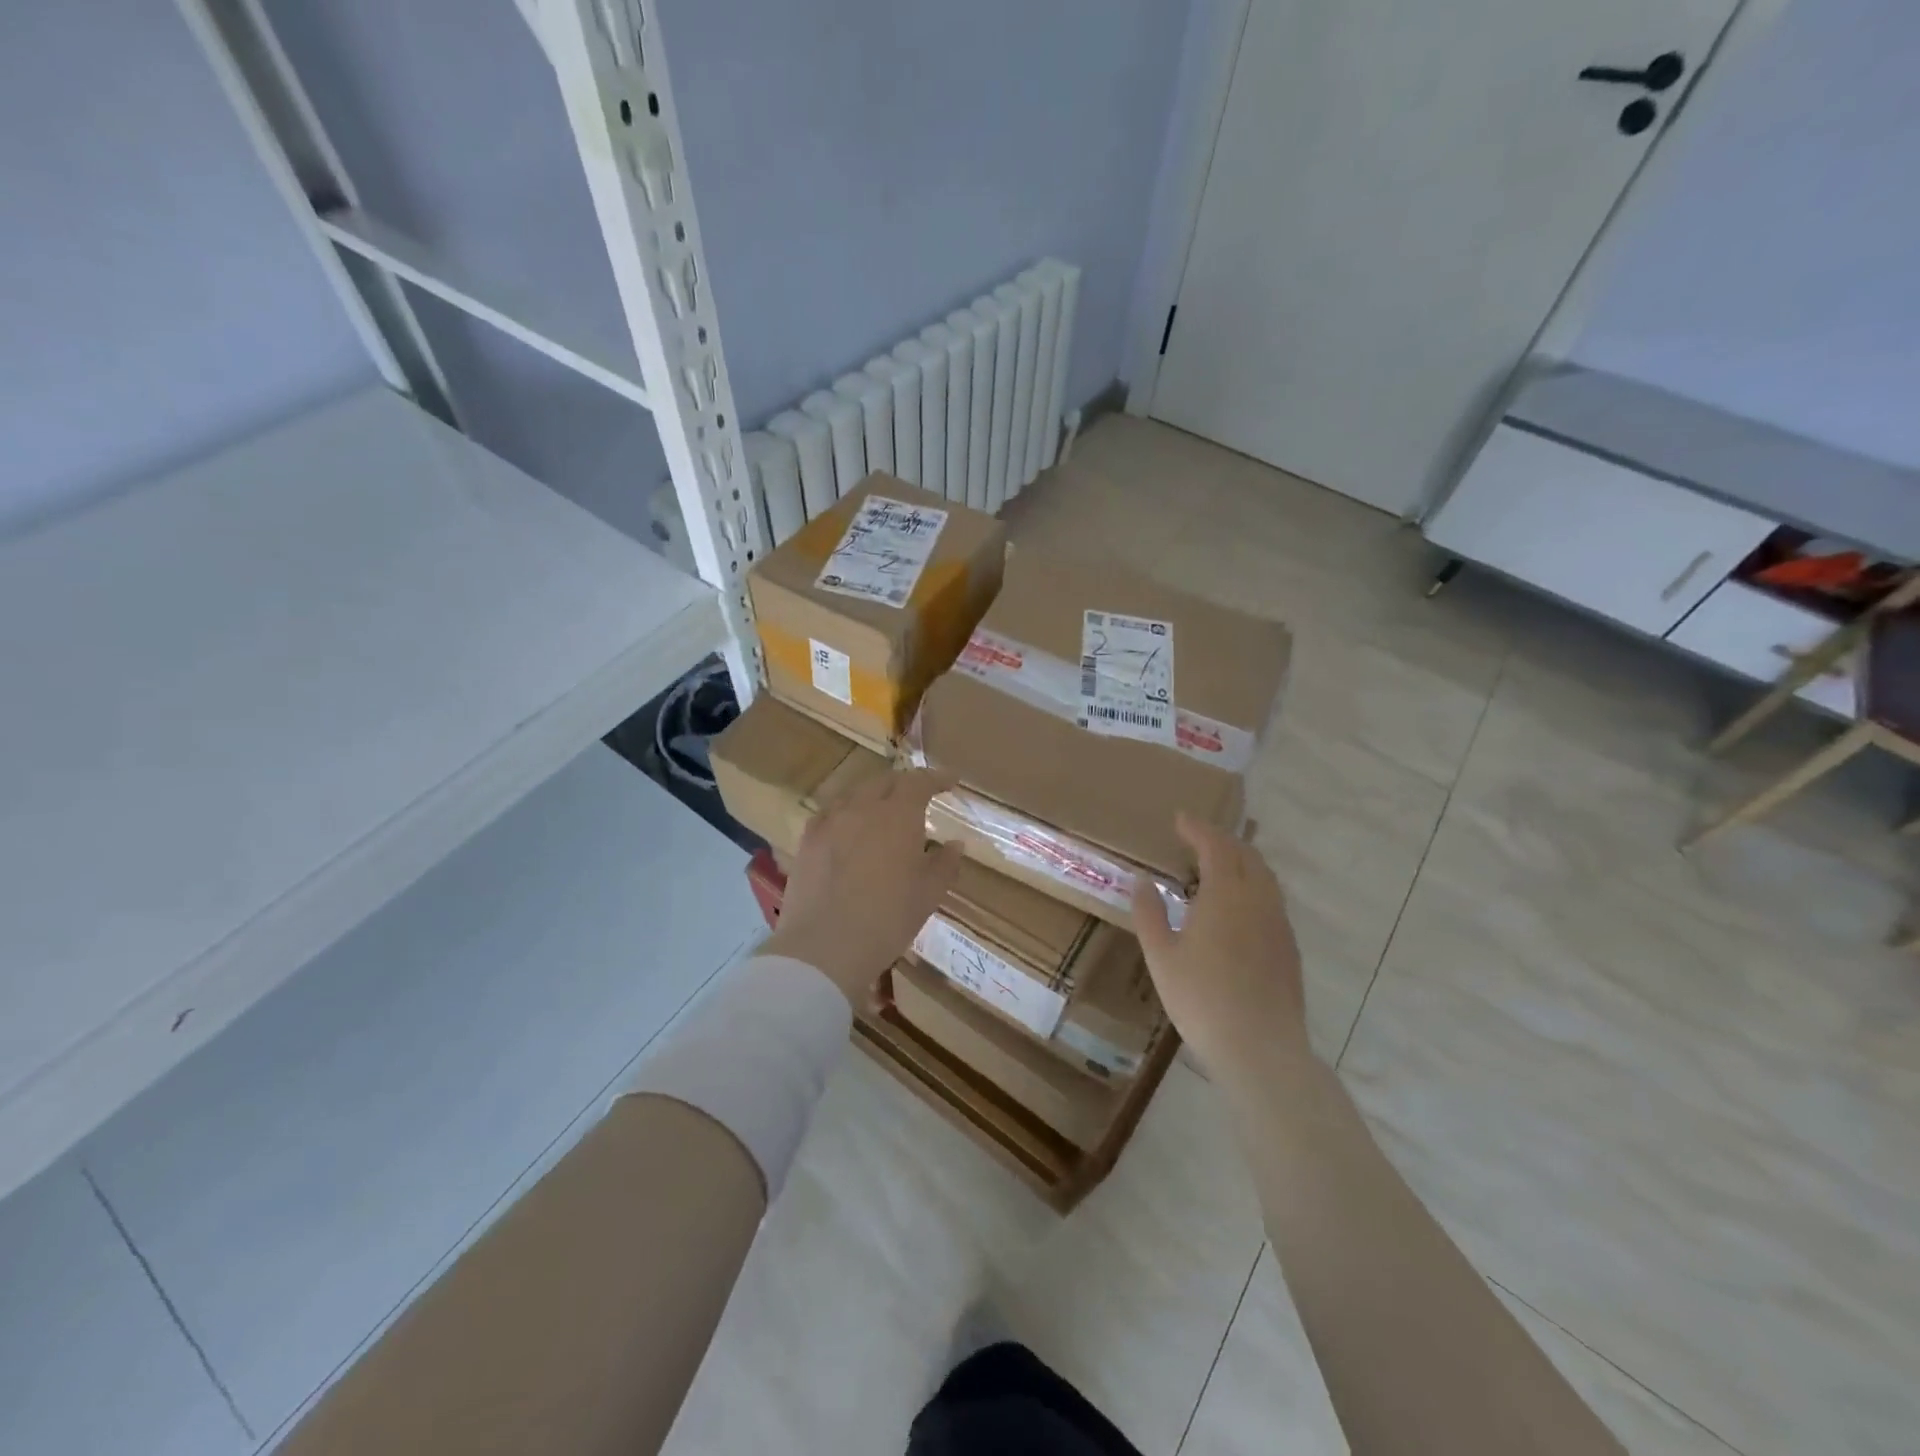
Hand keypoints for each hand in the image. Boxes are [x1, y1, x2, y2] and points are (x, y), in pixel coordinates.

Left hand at [763, 768, 963, 1007]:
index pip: (920, 782)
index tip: (951, 781)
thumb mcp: (929, 894)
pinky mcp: (808, 840)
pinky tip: (848, 828)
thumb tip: (955, 844)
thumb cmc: (888, 919)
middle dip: (905, 784)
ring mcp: (830, 821)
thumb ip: (945, 864)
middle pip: (885, 782)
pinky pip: (831, 813)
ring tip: (883, 810)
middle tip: (918, 796)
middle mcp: (863, 807)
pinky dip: (847, 812)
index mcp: (898, 815)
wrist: (825, 946)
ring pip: (855, 794)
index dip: (937, 778)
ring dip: (874, 795)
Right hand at [1131, 813, 1310, 1080]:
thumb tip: (1142, 882)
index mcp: (1226, 895)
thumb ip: (1149, 914)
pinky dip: (1252, 886)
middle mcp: (1259, 900)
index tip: (1180, 818)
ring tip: (1216, 868)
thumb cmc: (1202, 1000)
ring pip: (1264, 876)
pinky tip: (1237, 908)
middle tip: (1196, 839)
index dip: (1198, 828)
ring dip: (1240, 861)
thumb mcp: (1162, 957)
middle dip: (1221, 840)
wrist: (1261, 1049)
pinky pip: (1271, 899)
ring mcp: (1279, 923)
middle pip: (1246, 855)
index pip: (1215, 846)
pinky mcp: (1289, 947)